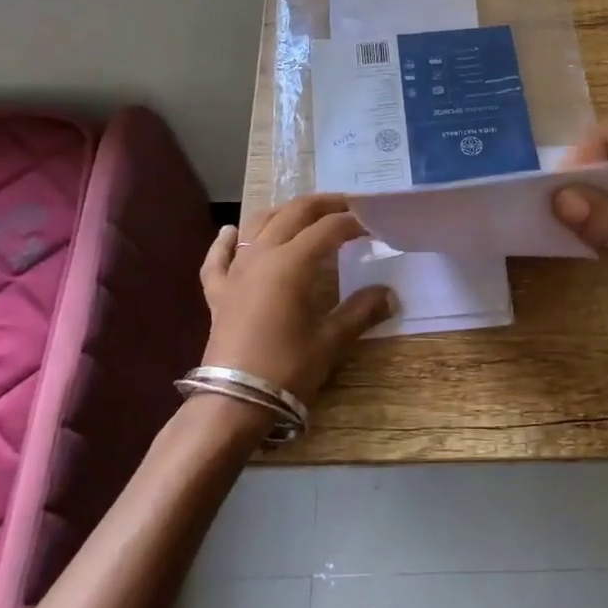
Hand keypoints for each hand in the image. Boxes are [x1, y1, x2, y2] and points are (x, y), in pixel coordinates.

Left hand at [199, 194, 392, 405]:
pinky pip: (218, 258)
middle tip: (348, 205)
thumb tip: (389, 294)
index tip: (374, 224)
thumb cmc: (286, 368)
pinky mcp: (217, 293)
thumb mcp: (330, 340)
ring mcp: (235, 272)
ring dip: (282, 212)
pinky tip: (231, 232)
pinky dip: (226, 241)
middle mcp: (261, 256)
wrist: (233, 402)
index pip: (327, 229)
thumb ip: (360, 311)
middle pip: (293, 214)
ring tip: (303, 212)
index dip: (353, 222)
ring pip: (257, 225)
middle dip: (323, 205)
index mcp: (291, 262)